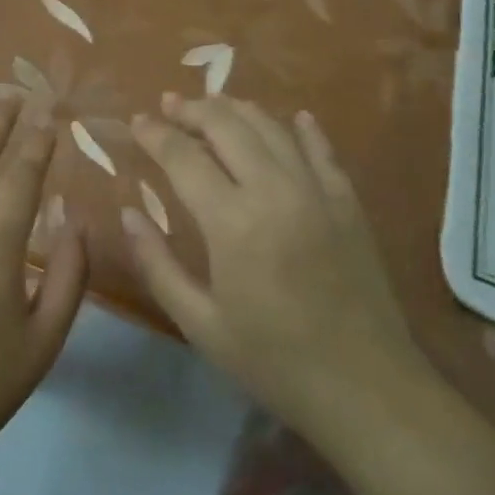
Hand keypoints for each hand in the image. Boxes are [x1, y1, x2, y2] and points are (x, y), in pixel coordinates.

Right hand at [122, 94, 430, 442]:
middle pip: (226, 125)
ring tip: (213, 106)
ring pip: (270, 127)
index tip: (137, 121)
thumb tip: (127, 215)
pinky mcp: (347, 201)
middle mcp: (273, 190)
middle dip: (192, 109)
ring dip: (237, 109)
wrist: (367, 390)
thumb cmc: (275, 362)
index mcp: (232, 221)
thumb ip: (157, 265)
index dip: (156, 134)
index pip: (183, 157)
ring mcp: (316, 190)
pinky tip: (293, 118)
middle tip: (169, 105)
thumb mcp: (201, 326)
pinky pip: (321, 149)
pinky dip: (303, 129)